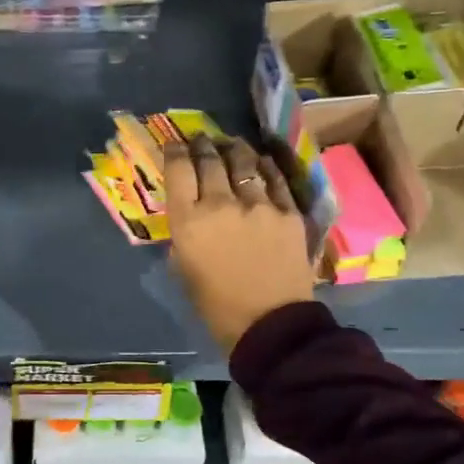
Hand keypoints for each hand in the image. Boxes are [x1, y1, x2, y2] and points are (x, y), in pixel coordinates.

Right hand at [163, 134, 314, 352]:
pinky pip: (275, 179)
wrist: (270, 324)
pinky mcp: (288, 212)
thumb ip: (184, 236)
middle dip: (204, 145)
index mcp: (189, 221)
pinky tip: (262, 162)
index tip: (175, 145)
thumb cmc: (217, 306)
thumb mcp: (183, 269)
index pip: (179, 170)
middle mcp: (221, 204)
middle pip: (211, 160)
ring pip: (245, 162)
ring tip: (232, 144)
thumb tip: (190, 216)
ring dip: (235, 149)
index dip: (175, 152)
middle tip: (202, 139)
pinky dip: (265, 167)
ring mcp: (259, 205)